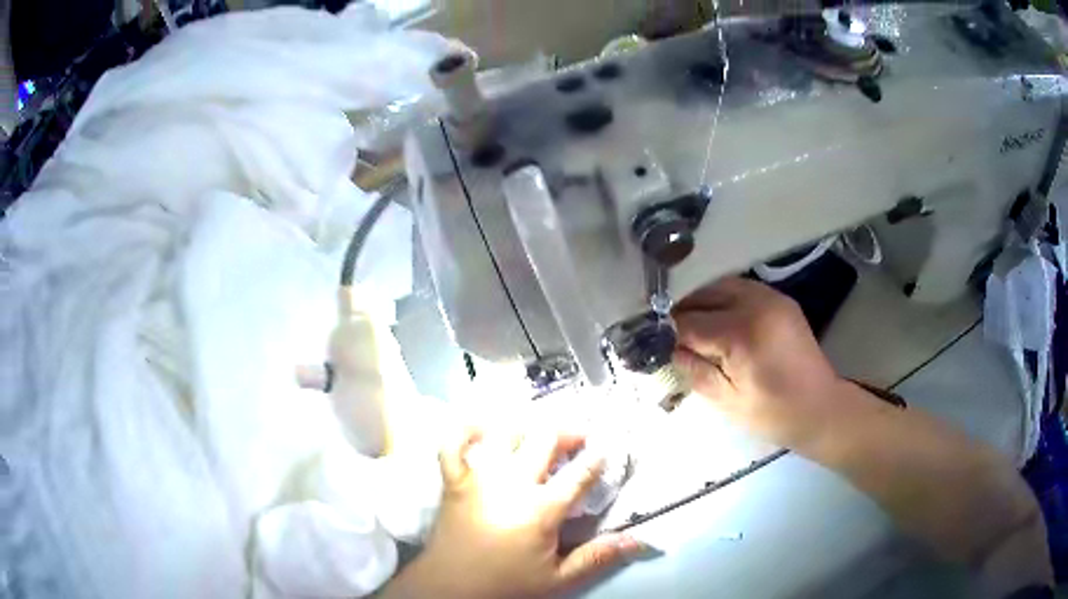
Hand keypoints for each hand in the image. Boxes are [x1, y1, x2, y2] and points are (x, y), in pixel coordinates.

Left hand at [382, 428, 642, 598]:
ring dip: (526, 428)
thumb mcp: (558, 578)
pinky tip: (481, 429)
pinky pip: (453, 443)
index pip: (579, 474)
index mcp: (541, 508)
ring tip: (538, 435)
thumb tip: (637, 540)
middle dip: (568, 432)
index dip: (598, 458)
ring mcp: (478, 476)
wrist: (452, 586)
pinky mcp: (453, 479)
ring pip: (505, 433)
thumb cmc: (507, 583)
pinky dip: (465, 430)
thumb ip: (597, 557)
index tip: (607, 449)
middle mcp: (512, 482)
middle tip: (579, 438)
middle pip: (545, 439)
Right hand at [672, 277, 849, 451]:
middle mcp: (755, 304)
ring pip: (720, 285)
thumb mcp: (726, 401)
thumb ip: (693, 370)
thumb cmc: (773, 414)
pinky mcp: (779, 299)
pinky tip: (716, 319)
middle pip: (703, 294)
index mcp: (741, 334)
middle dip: (681, 311)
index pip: (688, 322)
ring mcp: (770, 297)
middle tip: (666, 333)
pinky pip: (740, 289)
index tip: (650, 340)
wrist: (821, 408)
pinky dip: (722, 299)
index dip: (666, 331)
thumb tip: (666, 347)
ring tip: (689, 325)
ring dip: (701, 302)